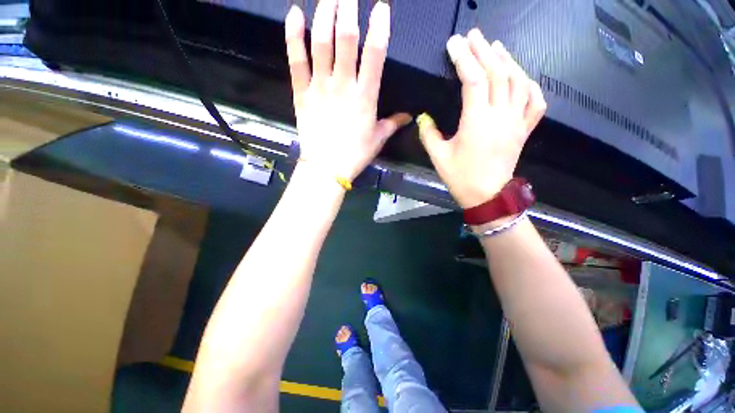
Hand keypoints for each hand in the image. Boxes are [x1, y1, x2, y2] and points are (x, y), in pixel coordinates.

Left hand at [284, 0, 410, 181]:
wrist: (327, 168)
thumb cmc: (355, 154)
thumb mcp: (378, 139)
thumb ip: (393, 124)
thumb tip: (408, 117)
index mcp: (365, 97)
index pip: (375, 54)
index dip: (379, 27)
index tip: (381, 7)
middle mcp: (343, 85)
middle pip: (346, 39)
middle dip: (348, 9)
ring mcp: (320, 86)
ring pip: (321, 42)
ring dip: (325, 14)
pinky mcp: (301, 92)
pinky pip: (296, 60)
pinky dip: (293, 35)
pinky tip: (294, 14)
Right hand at [417, 29, 545, 208]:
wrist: (487, 196)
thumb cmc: (461, 178)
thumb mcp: (438, 157)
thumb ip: (429, 135)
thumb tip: (423, 117)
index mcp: (477, 122)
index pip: (474, 80)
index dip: (464, 58)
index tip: (455, 43)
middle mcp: (501, 116)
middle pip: (498, 74)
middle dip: (484, 51)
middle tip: (474, 36)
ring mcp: (516, 122)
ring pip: (519, 82)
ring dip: (508, 61)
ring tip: (497, 47)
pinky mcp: (524, 130)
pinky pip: (535, 102)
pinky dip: (531, 84)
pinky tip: (522, 76)